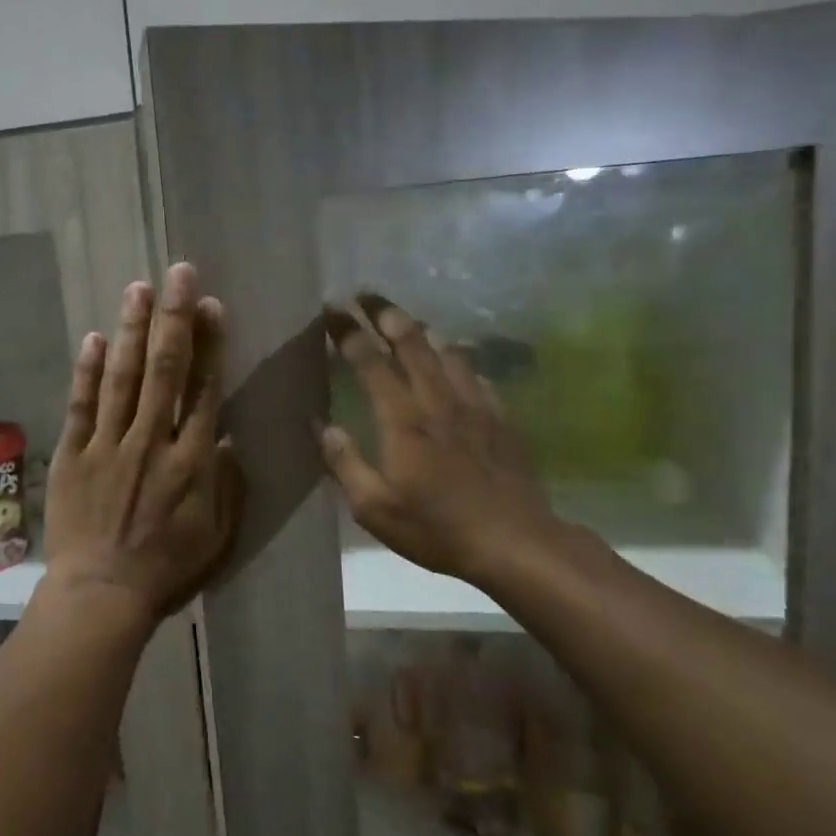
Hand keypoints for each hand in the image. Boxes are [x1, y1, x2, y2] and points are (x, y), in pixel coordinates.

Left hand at [41, 262, 241, 628]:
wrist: (102, 594)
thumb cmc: (167, 568)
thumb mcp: (218, 534)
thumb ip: (226, 483)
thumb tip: (225, 436)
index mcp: (191, 460)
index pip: (204, 389)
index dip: (209, 344)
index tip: (211, 305)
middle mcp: (152, 441)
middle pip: (166, 369)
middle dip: (174, 317)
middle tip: (179, 273)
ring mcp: (109, 445)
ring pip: (124, 377)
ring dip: (132, 330)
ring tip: (139, 288)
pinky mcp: (74, 454)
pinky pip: (81, 406)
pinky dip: (87, 371)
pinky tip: (94, 338)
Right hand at [319, 293, 562, 591]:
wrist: (515, 542)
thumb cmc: (436, 528)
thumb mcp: (374, 508)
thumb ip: (344, 463)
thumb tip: (320, 424)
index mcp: (403, 420)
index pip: (370, 362)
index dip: (348, 332)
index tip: (331, 310)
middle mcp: (438, 400)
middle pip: (412, 341)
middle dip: (385, 312)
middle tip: (365, 294)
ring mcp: (474, 405)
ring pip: (447, 350)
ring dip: (422, 329)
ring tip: (405, 320)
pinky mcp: (500, 417)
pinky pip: (475, 373)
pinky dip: (457, 358)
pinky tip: (453, 361)